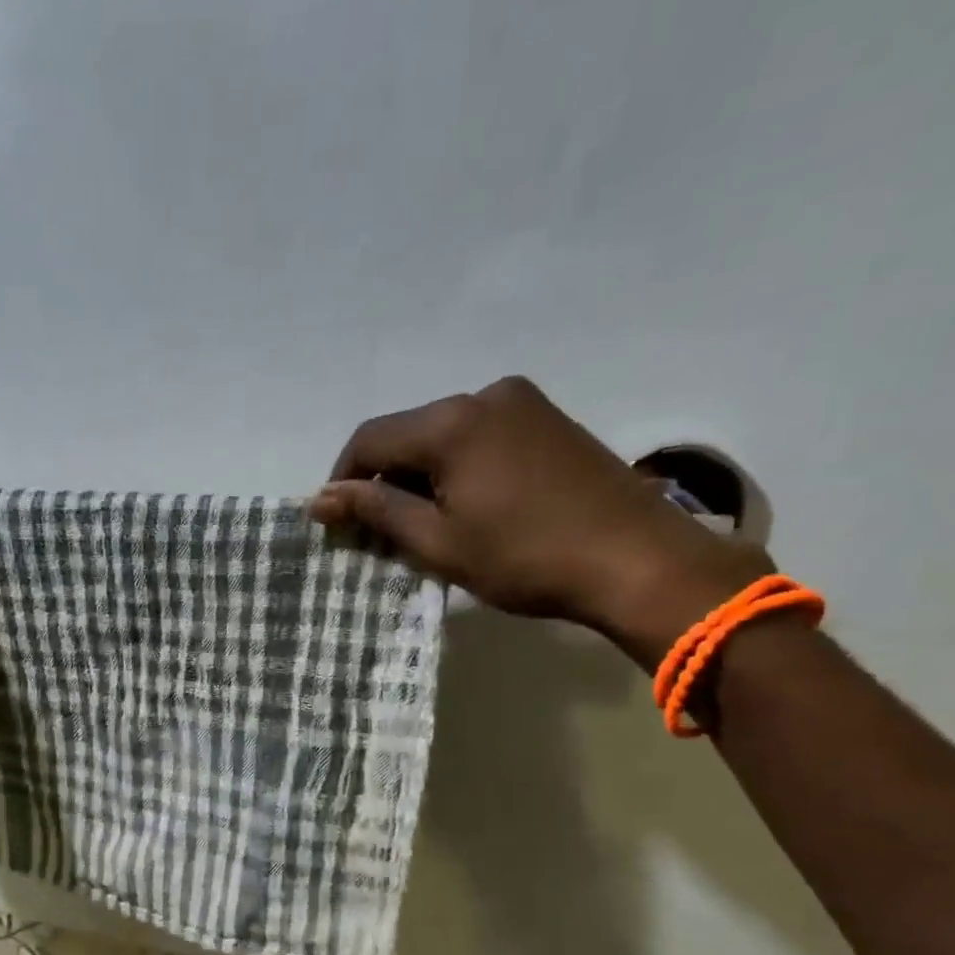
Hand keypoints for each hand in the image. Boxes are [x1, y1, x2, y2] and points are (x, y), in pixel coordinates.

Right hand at [310, 377, 772, 667]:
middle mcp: (485, 395)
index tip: (339, 523)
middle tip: (382, 533)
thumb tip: (320, 499)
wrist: (635, 560)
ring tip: (427, 526)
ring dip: (421, 476)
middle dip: (385, 480)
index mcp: (452, 422)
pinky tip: (468, 507)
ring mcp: (523, 403)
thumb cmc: (524, 557)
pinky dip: (457, 468)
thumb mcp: (438, 542)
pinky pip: (479, 436)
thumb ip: (376, 512)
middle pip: (407, 433)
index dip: (343, 480)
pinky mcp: (549, 419)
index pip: (369, 439)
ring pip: (443, 436)